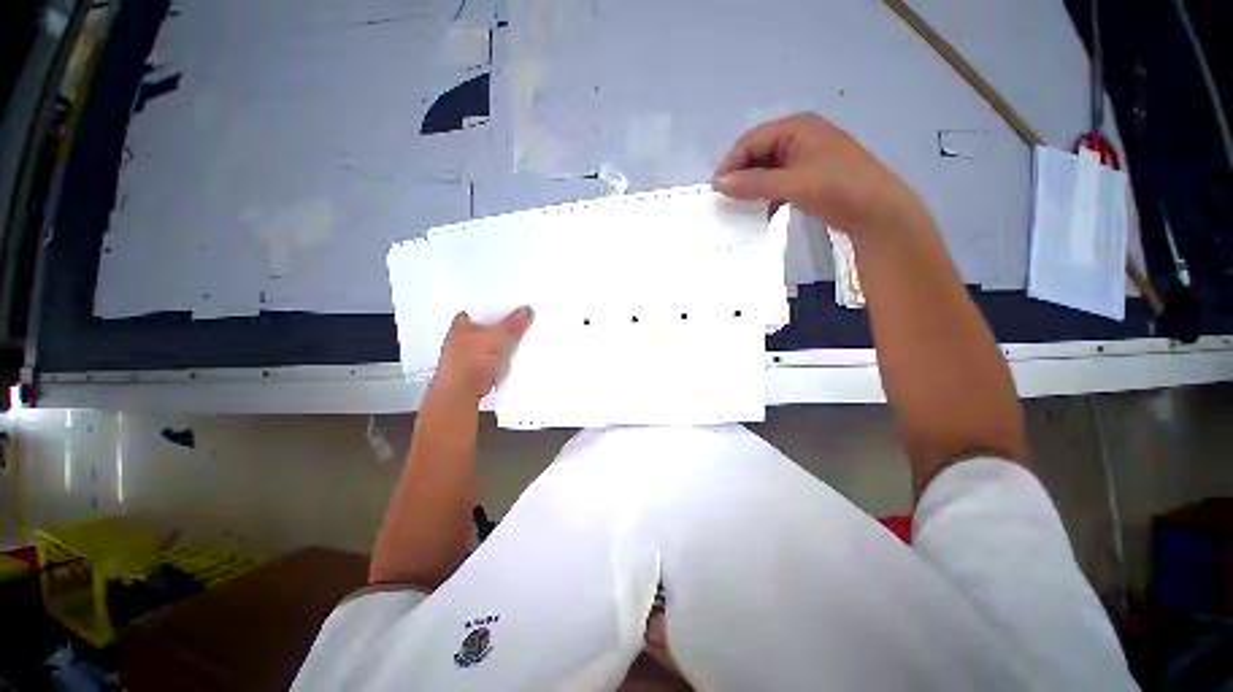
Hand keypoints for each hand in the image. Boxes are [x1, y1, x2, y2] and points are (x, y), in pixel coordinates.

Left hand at [431, 307, 533, 400]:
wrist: (460, 394)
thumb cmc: (464, 365)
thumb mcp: (494, 338)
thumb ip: (511, 324)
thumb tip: (525, 311)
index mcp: (463, 322)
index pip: (486, 307)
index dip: (503, 305)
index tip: (521, 305)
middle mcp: (466, 335)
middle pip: (494, 324)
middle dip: (509, 324)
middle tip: (526, 321)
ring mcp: (474, 352)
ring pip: (498, 340)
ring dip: (509, 341)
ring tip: (523, 338)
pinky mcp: (483, 366)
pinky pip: (501, 355)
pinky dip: (508, 355)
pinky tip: (516, 356)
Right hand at [712, 113, 927, 236]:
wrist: (878, 212)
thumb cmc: (838, 188)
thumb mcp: (793, 183)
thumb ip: (754, 183)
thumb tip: (718, 183)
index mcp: (797, 128)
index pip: (752, 141)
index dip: (732, 163)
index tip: (716, 189)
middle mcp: (799, 138)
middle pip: (758, 154)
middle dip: (741, 176)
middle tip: (725, 200)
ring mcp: (804, 159)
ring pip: (767, 171)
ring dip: (753, 188)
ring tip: (739, 208)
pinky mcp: (808, 178)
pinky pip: (778, 183)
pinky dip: (767, 197)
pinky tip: (762, 213)